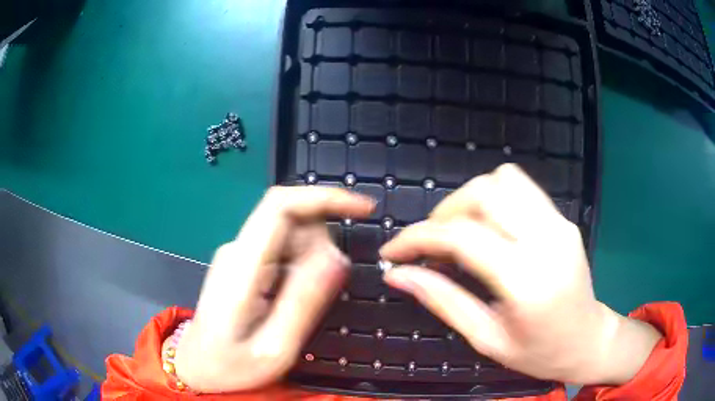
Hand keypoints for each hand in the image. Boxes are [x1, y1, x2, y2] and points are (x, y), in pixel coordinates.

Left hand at [173, 186, 373, 392]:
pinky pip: (282, 251)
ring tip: (303, 306)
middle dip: (322, 244)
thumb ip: (304, 303)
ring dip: (312, 260)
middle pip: (291, 219)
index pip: (280, 205)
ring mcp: (238, 255)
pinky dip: (301, 268)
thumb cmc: (231, 366)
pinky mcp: (243, 264)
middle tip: (327, 292)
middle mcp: (238, 250)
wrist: (198, 368)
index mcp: (242, 267)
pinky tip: (292, 302)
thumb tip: (339, 258)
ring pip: (290, 234)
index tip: (363, 208)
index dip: (324, 197)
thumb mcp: (275, 348)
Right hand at [380, 164, 660, 384]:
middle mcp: (547, 240)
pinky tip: (487, 229)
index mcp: (527, 281)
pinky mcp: (563, 219)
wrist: (588, 341)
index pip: (462, 237)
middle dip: (444, 212)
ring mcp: (559, 224)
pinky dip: (493, 198)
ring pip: (503, 180)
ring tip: (457, 233)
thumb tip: (399, 276)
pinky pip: (521, 188)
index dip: (418, 237)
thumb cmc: (539, 353)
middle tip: (430, 244)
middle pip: (484, 192)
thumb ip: (443, 301)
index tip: (393, 252)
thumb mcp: (486, 340)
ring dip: (469, 200)